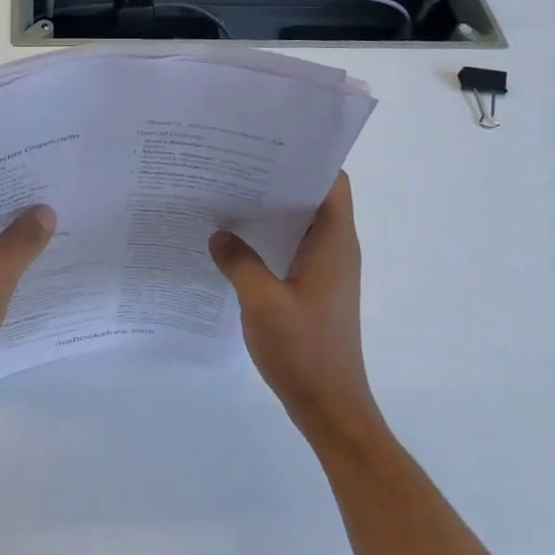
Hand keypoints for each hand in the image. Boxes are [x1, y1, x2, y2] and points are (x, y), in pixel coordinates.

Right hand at [210, 173, 381, 447]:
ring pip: (299, 226)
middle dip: (277, 180)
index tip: (266, 146)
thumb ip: (238, 262)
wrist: (330, 408)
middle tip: (233, 167)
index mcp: (335, 242)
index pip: (332, 182)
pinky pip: (291, 251)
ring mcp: (326, 272)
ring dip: (270, 212)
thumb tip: (219, 234)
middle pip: (312, 199)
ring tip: (227, 197)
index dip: (306, 159)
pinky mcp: (313, 291)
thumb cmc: (304, 350)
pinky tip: (233, 244)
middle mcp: (336, 250)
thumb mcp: (262, 301)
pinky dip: (268, 241)